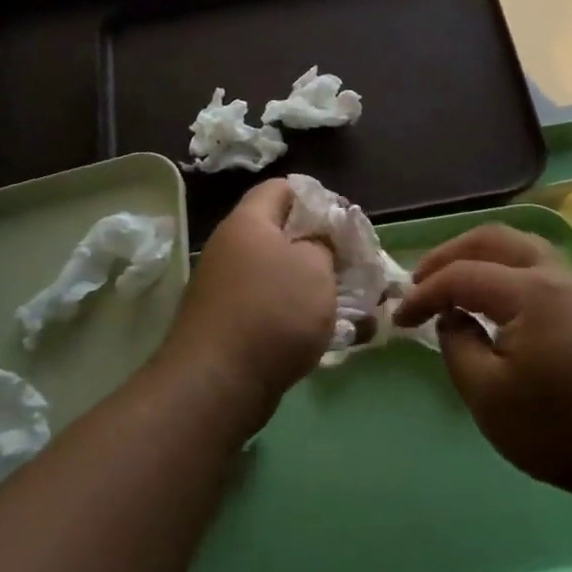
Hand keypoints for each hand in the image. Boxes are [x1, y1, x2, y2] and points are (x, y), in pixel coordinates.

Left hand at [156, 179, 336, 430]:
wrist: (218, 383)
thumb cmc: (273, 312)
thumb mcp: (316, 268)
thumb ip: (324, 243)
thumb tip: (318, 242)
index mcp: (248, 222)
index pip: (282, 188)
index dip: (318, 198)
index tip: (346, 224)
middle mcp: (231, 248)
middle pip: (281, 233)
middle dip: (321, 248)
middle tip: (353, 266)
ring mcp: (226, 287)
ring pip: (278, 274)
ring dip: (312, 286)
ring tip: (348, 304)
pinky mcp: (228, 323)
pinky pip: (269, 306)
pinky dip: (295, 314)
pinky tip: (322, 334)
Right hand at [394, 225, 571, 500]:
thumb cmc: (560, 429)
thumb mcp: (488, 397)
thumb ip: (458, 347)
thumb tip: (452, 318)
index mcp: (530, 292)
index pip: (463, 275)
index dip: (424, 294)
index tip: (398, 320)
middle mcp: (555, 276)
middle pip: (494, 239)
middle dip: (449, 255)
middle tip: (419, 282)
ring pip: (521, 247)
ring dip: (480, 256)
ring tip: (453, 282)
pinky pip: (539, 267)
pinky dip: (505, 269)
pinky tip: (494, 299)